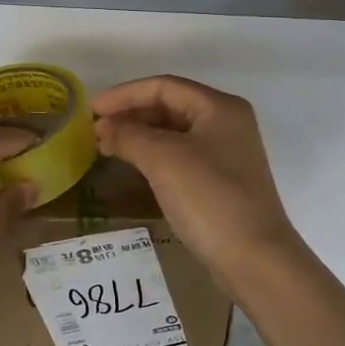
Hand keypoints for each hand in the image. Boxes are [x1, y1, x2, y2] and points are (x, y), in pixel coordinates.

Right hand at [92, 75, 303, 287]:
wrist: (254, 258)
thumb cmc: (209, 198)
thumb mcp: (163, 160)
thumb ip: (128, 136)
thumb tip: (103, 128)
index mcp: (219, 107)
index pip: (163, 86)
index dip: (124, 94)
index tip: (91, 110)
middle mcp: (227, 123)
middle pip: (170, 106)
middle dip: (131, 114)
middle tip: (95, 130)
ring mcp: (227, 153)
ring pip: (175, 132)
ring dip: (140, 135)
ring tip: (107, 146)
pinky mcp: (222, 180)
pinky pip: (181, 155)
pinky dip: (154, 155)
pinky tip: (133, 165)